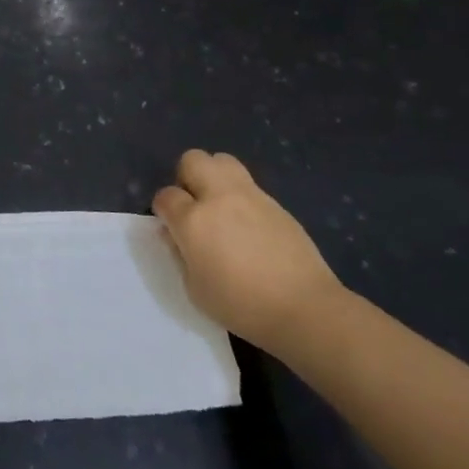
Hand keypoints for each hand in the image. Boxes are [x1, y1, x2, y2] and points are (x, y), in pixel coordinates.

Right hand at [152, 149, 345, 353]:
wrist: (304, 308)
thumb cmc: (242, 305)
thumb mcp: (195, 289)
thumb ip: (180, 255)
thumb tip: (175, 234)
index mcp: (193, 221)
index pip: (166, 196)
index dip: (163, 209)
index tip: (171, 226)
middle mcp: (219, 197)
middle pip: (193, 160)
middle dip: (186, 177)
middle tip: (194, 205)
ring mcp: (251, 196)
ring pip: (223, 160)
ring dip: (214, 177)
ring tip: (220, 207)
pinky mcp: (276, 203)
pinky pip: (249, 186)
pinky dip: (241, 197)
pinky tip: (249, 227)